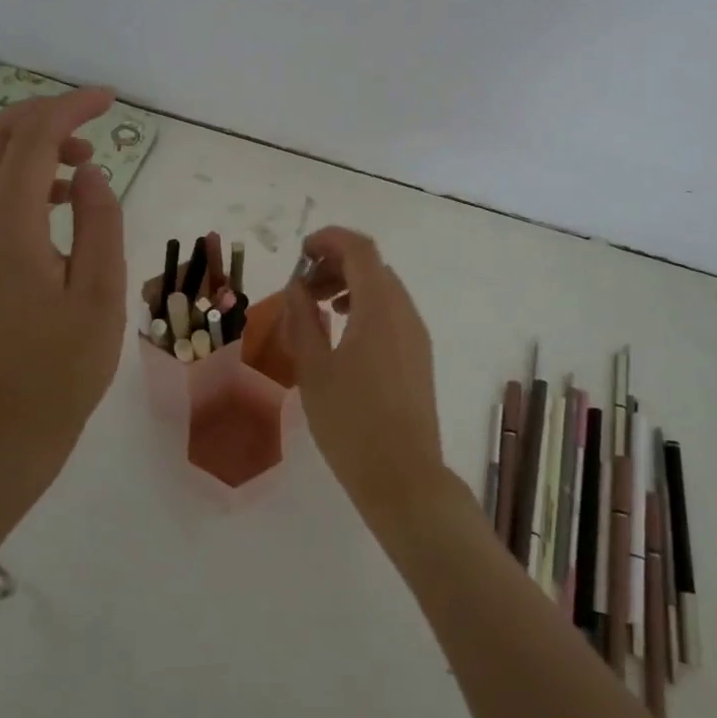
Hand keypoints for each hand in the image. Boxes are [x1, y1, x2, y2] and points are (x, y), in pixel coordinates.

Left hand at [0, 87, 126, 562]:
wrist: (6, 428)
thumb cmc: (65, 367)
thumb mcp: (102, 293)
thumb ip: (99, 222)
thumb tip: (89, 170)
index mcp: (9, 231)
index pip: (31, 142)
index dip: (69, 109)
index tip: (109, 100)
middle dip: (40, 115)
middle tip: (90, 121)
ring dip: (30, 145)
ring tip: (83, 163)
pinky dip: (20, 176)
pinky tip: (61, 201)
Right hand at [282, 227, 452, 536]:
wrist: (403, 477)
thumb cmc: (351, 422)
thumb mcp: (314, 369)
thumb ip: (302, 320)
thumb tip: (297, 288)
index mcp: (379, 307)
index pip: (359, 249)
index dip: (329, 240)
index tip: (301, 252)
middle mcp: (404, 312)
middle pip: (372, 266)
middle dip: (335, 265)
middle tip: (302, 287)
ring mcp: (417, 335)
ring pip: (384, 289)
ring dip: (350, 286)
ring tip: (319, 309)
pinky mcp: (419, 356)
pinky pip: (392, 313)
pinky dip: (365, 308)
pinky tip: (343, 336)